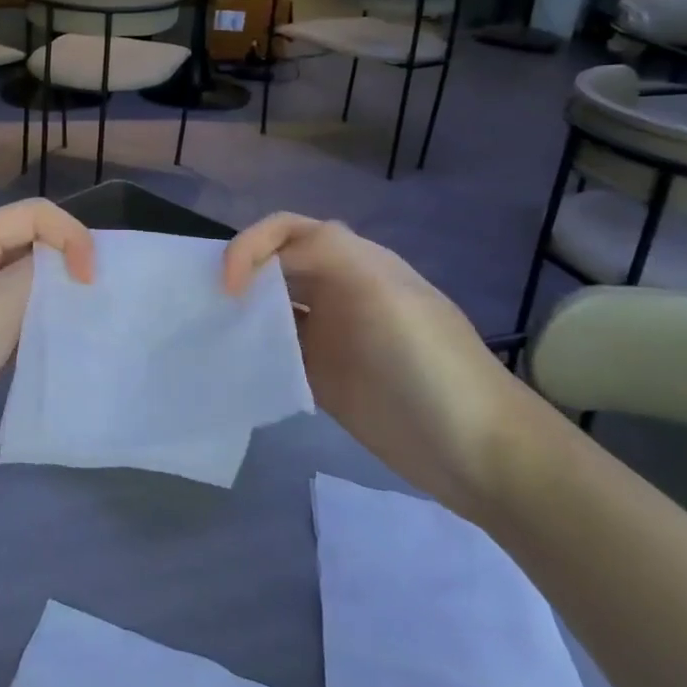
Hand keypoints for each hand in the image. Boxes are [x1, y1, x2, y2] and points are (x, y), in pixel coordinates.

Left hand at [0, 199, 94, 492]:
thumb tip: (72, 267)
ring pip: (27, 289)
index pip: (35, 215)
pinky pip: (20, 325)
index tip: (90, 280)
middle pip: (31, 247)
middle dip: (67, 264)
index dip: (70, 235)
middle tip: (98, 298)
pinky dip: (44, 330)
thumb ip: (44, 272)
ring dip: (58, 300)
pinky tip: (65, 347)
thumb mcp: (0, 299)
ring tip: (89, 322)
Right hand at [223, 214, 537, 515]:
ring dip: (241, 313)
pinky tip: (233, 366)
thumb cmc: (429, 363)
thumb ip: (327, 255)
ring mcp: (331, 338)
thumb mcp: (382, 292)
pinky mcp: (325, 380)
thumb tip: (262, 264)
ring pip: (272, 309)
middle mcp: (337, 292)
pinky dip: (252, 353)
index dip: (250, 246)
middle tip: (204, 305)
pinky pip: (277, 354)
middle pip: (275, 266)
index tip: (228, 287)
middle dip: (238, 275)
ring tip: (209, 332)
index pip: (287, 232)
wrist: (481, 453)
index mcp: (353, 262)